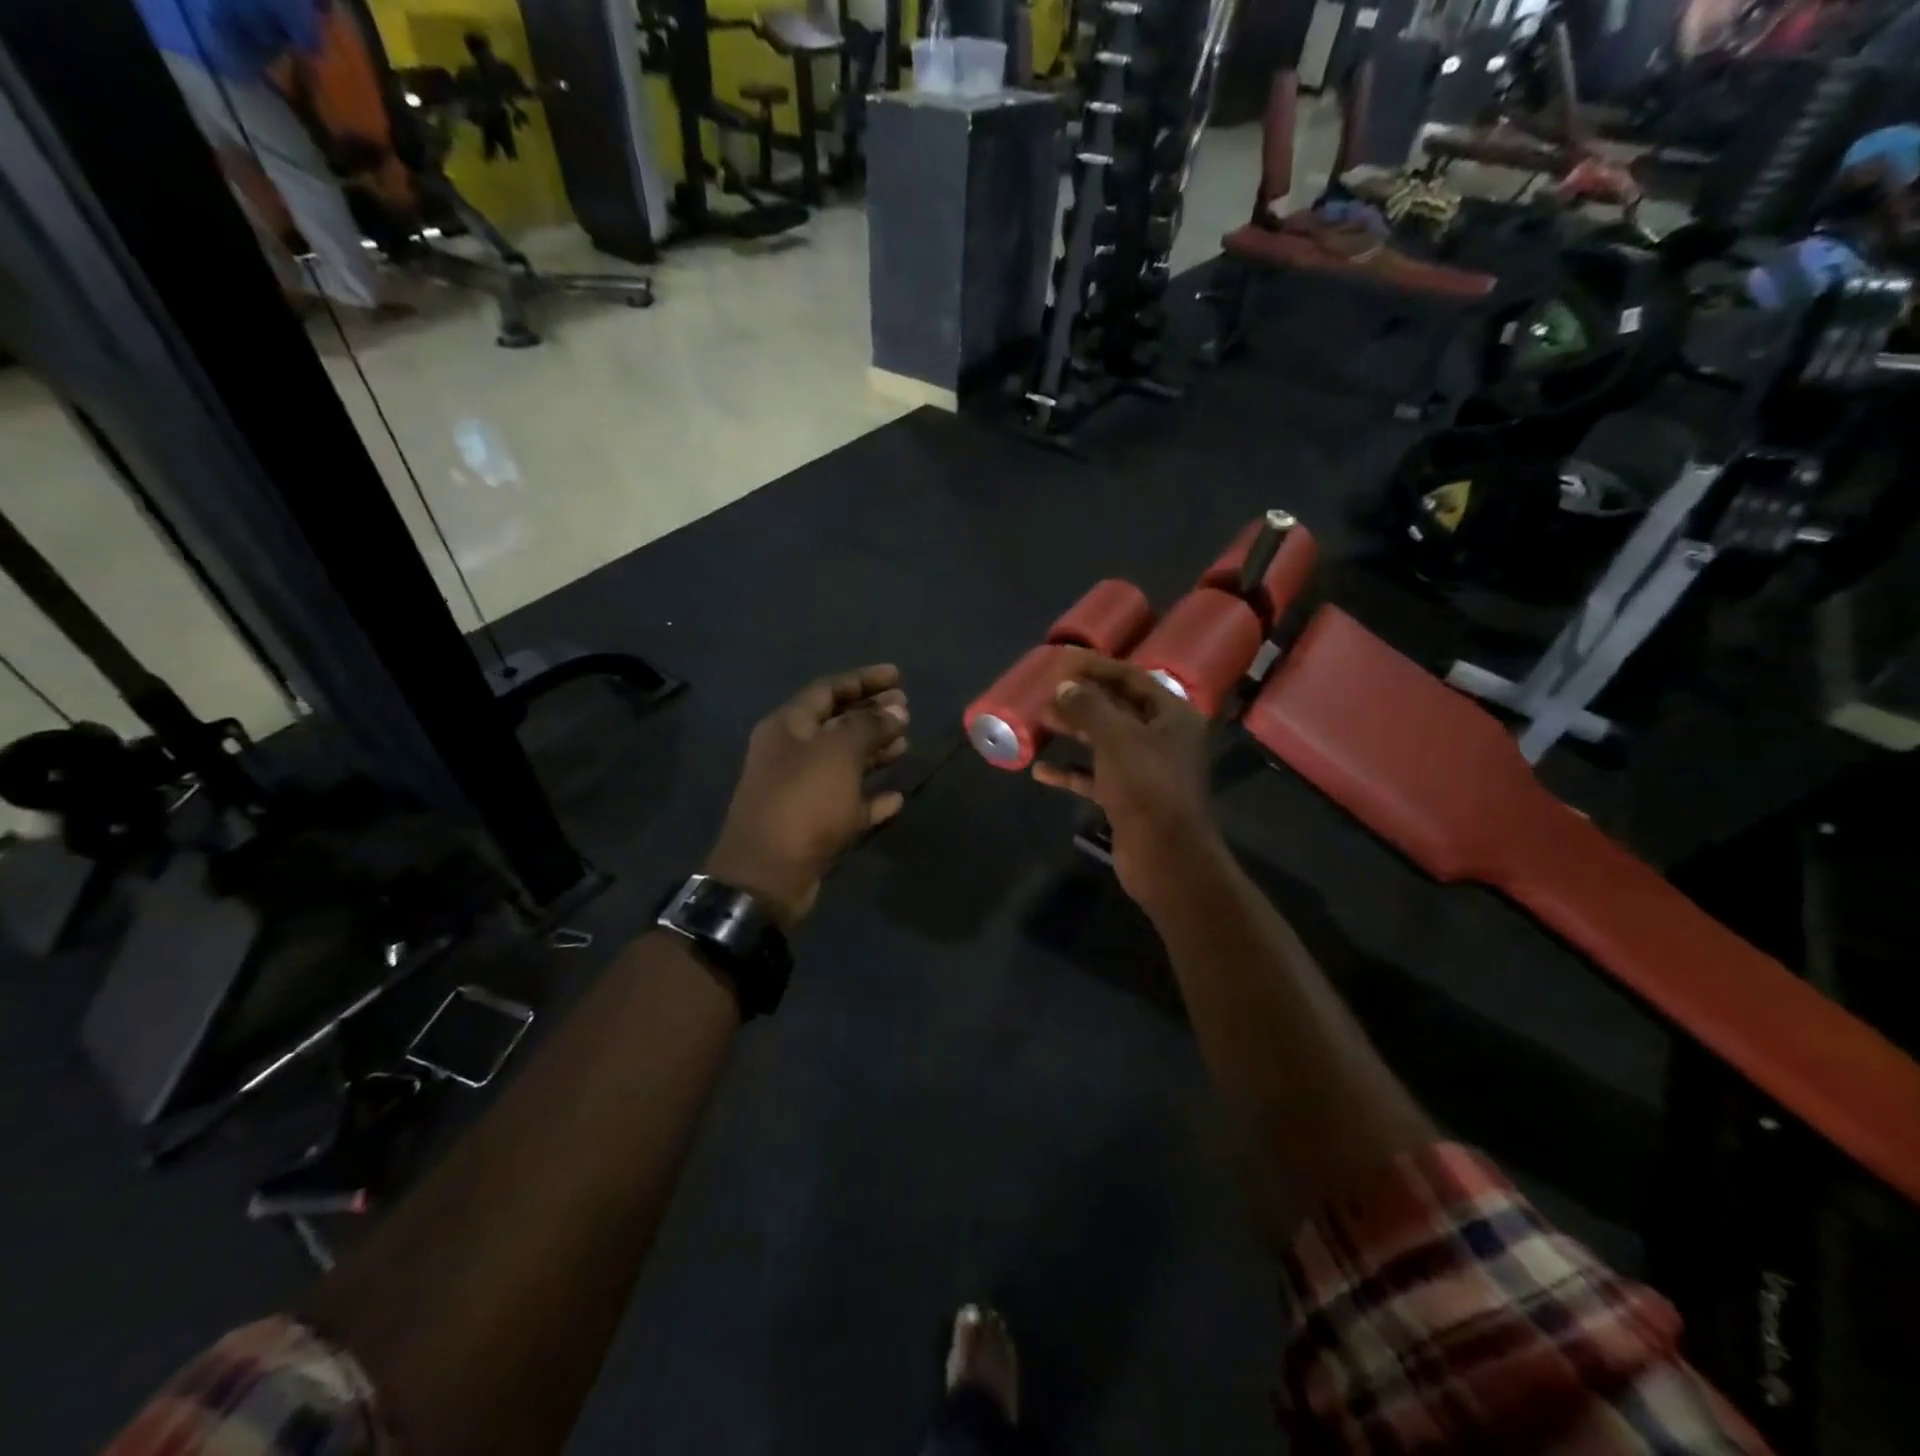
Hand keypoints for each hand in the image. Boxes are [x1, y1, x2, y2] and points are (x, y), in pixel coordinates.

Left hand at [705, 665, 909, 927]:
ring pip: (844, 764)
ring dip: (874, 753)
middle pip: (836, 725)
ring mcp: (801, 792)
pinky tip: (896, 797)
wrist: (767, 876)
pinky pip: (848, 804)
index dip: (863, 680)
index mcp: (787, 728)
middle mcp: (791, 755)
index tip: (897, 675)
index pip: (827, 690)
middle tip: (907, 710)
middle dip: (871, 715)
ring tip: (906, 744)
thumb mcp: (837, 753)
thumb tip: (896, 709)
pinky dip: (871, 798)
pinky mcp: (813, 827)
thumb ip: (868, 726)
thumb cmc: (802, 802)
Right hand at [1032, 651, 1218, 905]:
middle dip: (1081, 700)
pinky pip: (1096, 776)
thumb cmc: (1146, 786)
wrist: (1166, 856)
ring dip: (1074, 731)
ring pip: (1104, 742)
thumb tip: (1065, 685)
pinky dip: (1071, 772)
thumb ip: (1088, 707)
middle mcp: (1162, 738)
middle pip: (1117, 709)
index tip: (1063, 661)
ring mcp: (1146, 770)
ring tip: (1040, 721)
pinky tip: (1040, 771)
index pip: (1132, 678)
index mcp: (1171, 715)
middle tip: (1046, 692)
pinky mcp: (1129, 797)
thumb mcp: (1115, 738)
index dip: (1097, 667)